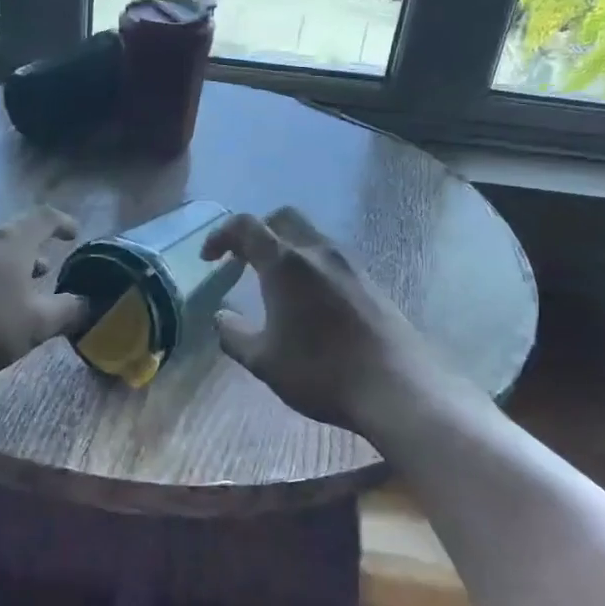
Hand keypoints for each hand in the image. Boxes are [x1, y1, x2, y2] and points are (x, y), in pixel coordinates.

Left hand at [0, 207, 88, 378]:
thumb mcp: (35, 324)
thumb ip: (66, 312)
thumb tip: (87, 302)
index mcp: (11, 243)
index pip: (43, 218)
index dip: (62, 222)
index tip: (74, 233)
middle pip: (12, 237)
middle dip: (33, 253)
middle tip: (46, 272)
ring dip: (6, 271)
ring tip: (15, 295)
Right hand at [202, 207, 432, 435]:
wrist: (395, 387)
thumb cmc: (320, 372)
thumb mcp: (263, 361)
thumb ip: (234, 334)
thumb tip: (221, 317)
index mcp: (285, 264)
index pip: (246, 226)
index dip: (221, 235)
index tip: (209, 258)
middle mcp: (318, 252)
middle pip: (282, 218)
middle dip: (256, 232)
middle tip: (241, 260)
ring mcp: (349, 264)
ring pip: (310, 236)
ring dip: (285, 247)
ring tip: (272, 282)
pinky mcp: (370, 281)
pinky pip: (331, 257)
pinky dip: (309, 264)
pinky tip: (308, 300)